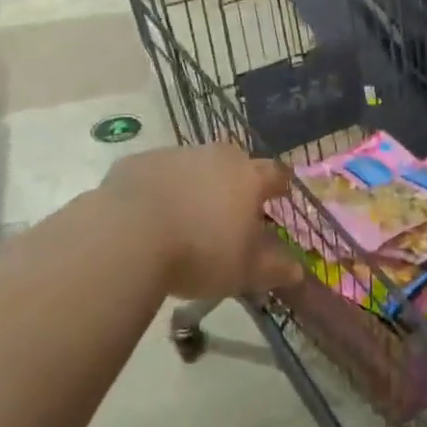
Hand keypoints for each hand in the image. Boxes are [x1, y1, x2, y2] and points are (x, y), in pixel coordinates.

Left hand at [99, 145, 303, 299]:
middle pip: (234, 161)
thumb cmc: (199, 253)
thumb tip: (297, 270)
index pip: (275, 173)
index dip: (278, 186)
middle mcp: (217, 157)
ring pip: (195, 164)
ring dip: (196, 183)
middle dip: (236, 180)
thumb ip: (274, 269)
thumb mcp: (243, 272)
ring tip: (186, 214)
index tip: (278, 196)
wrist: (128, 235)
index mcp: (248, 178)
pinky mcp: (140, 161)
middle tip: (230, 208)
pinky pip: (158, 172)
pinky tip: (149, 215)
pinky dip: (159, 188)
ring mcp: (177, 154)